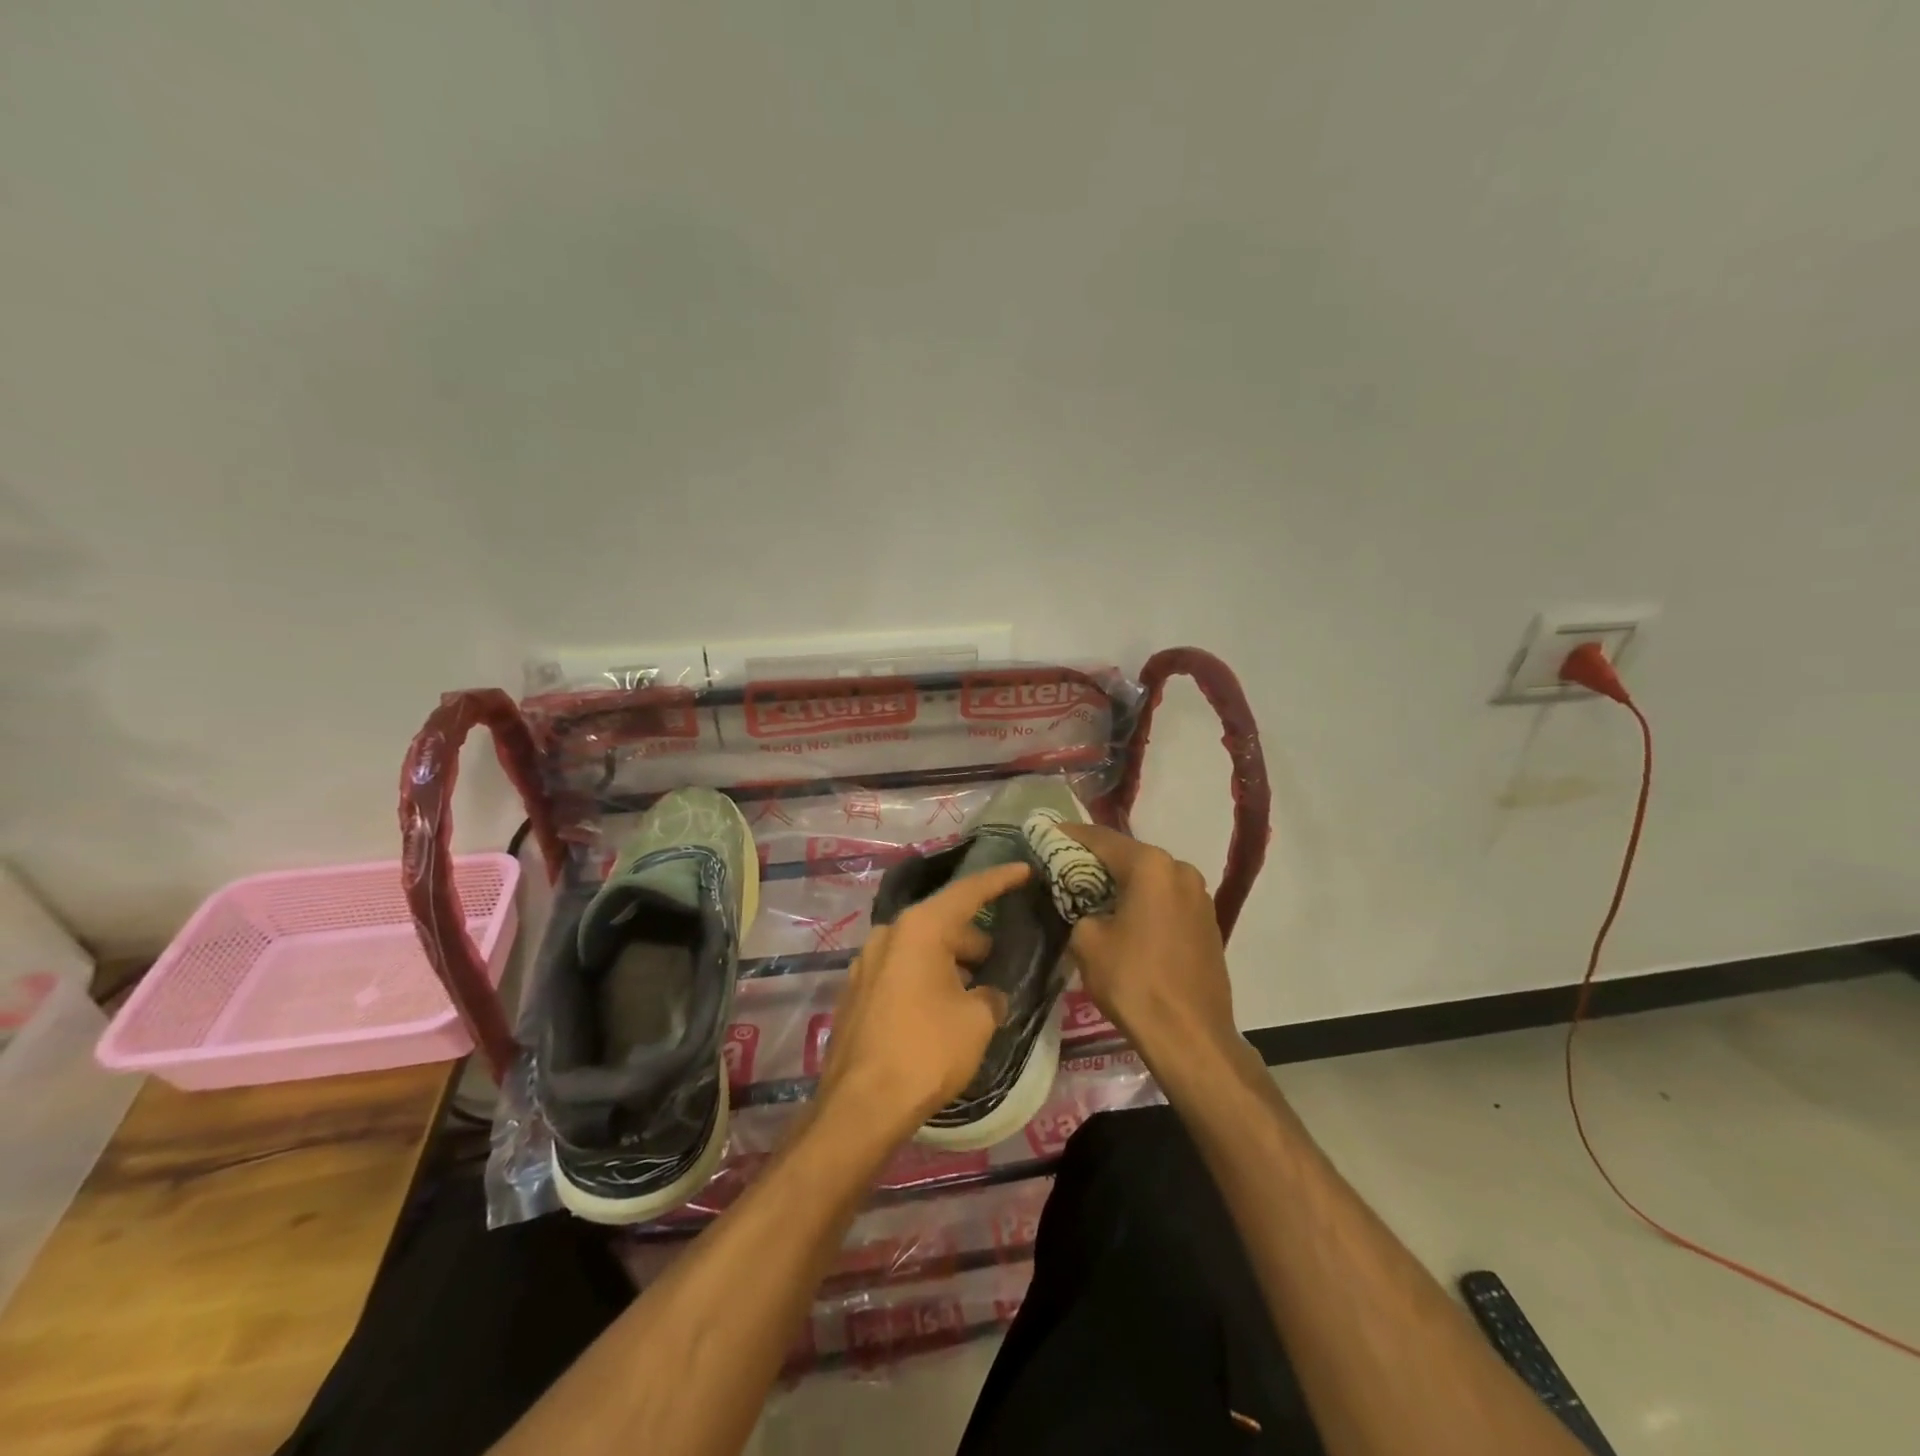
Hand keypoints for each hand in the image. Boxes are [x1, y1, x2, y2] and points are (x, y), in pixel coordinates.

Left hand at [816, 861, 1028, 1139]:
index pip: (968, 892)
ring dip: (950, 962)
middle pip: (942, 923)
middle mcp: (888, 934)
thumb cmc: (926, 1051)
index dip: (1000, 880)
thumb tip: (987, 994)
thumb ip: (991, 995)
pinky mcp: (856, 992)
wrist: (861, 1104)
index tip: (1024, 870)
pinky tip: (942, 1008)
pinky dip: (926, 978)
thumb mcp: (977, 1020)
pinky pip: (901, 971)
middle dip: (974, 940)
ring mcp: (866, 962)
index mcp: (919, 928)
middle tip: (1002, 960)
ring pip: (921, 949)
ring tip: (976, 990)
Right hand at [1060, 824, 1239, 1063]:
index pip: (1102, 839)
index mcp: (1151, 866)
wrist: (1191, 1036)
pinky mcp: (1207, 922)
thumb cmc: (1134, 981)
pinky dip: (1144, 901)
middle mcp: (1180, 869)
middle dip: (1097, 860)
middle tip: (1066, 866)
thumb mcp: (1087, 941)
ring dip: (1123, 882)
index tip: (1048, 834)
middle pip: (1129, 855)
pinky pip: (1166, 899)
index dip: (1071, 835)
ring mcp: (1199, 896)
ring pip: (1150, 878)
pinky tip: (1125, 917)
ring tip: (1093, 893)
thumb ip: (1081, 910)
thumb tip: (1090, 910)